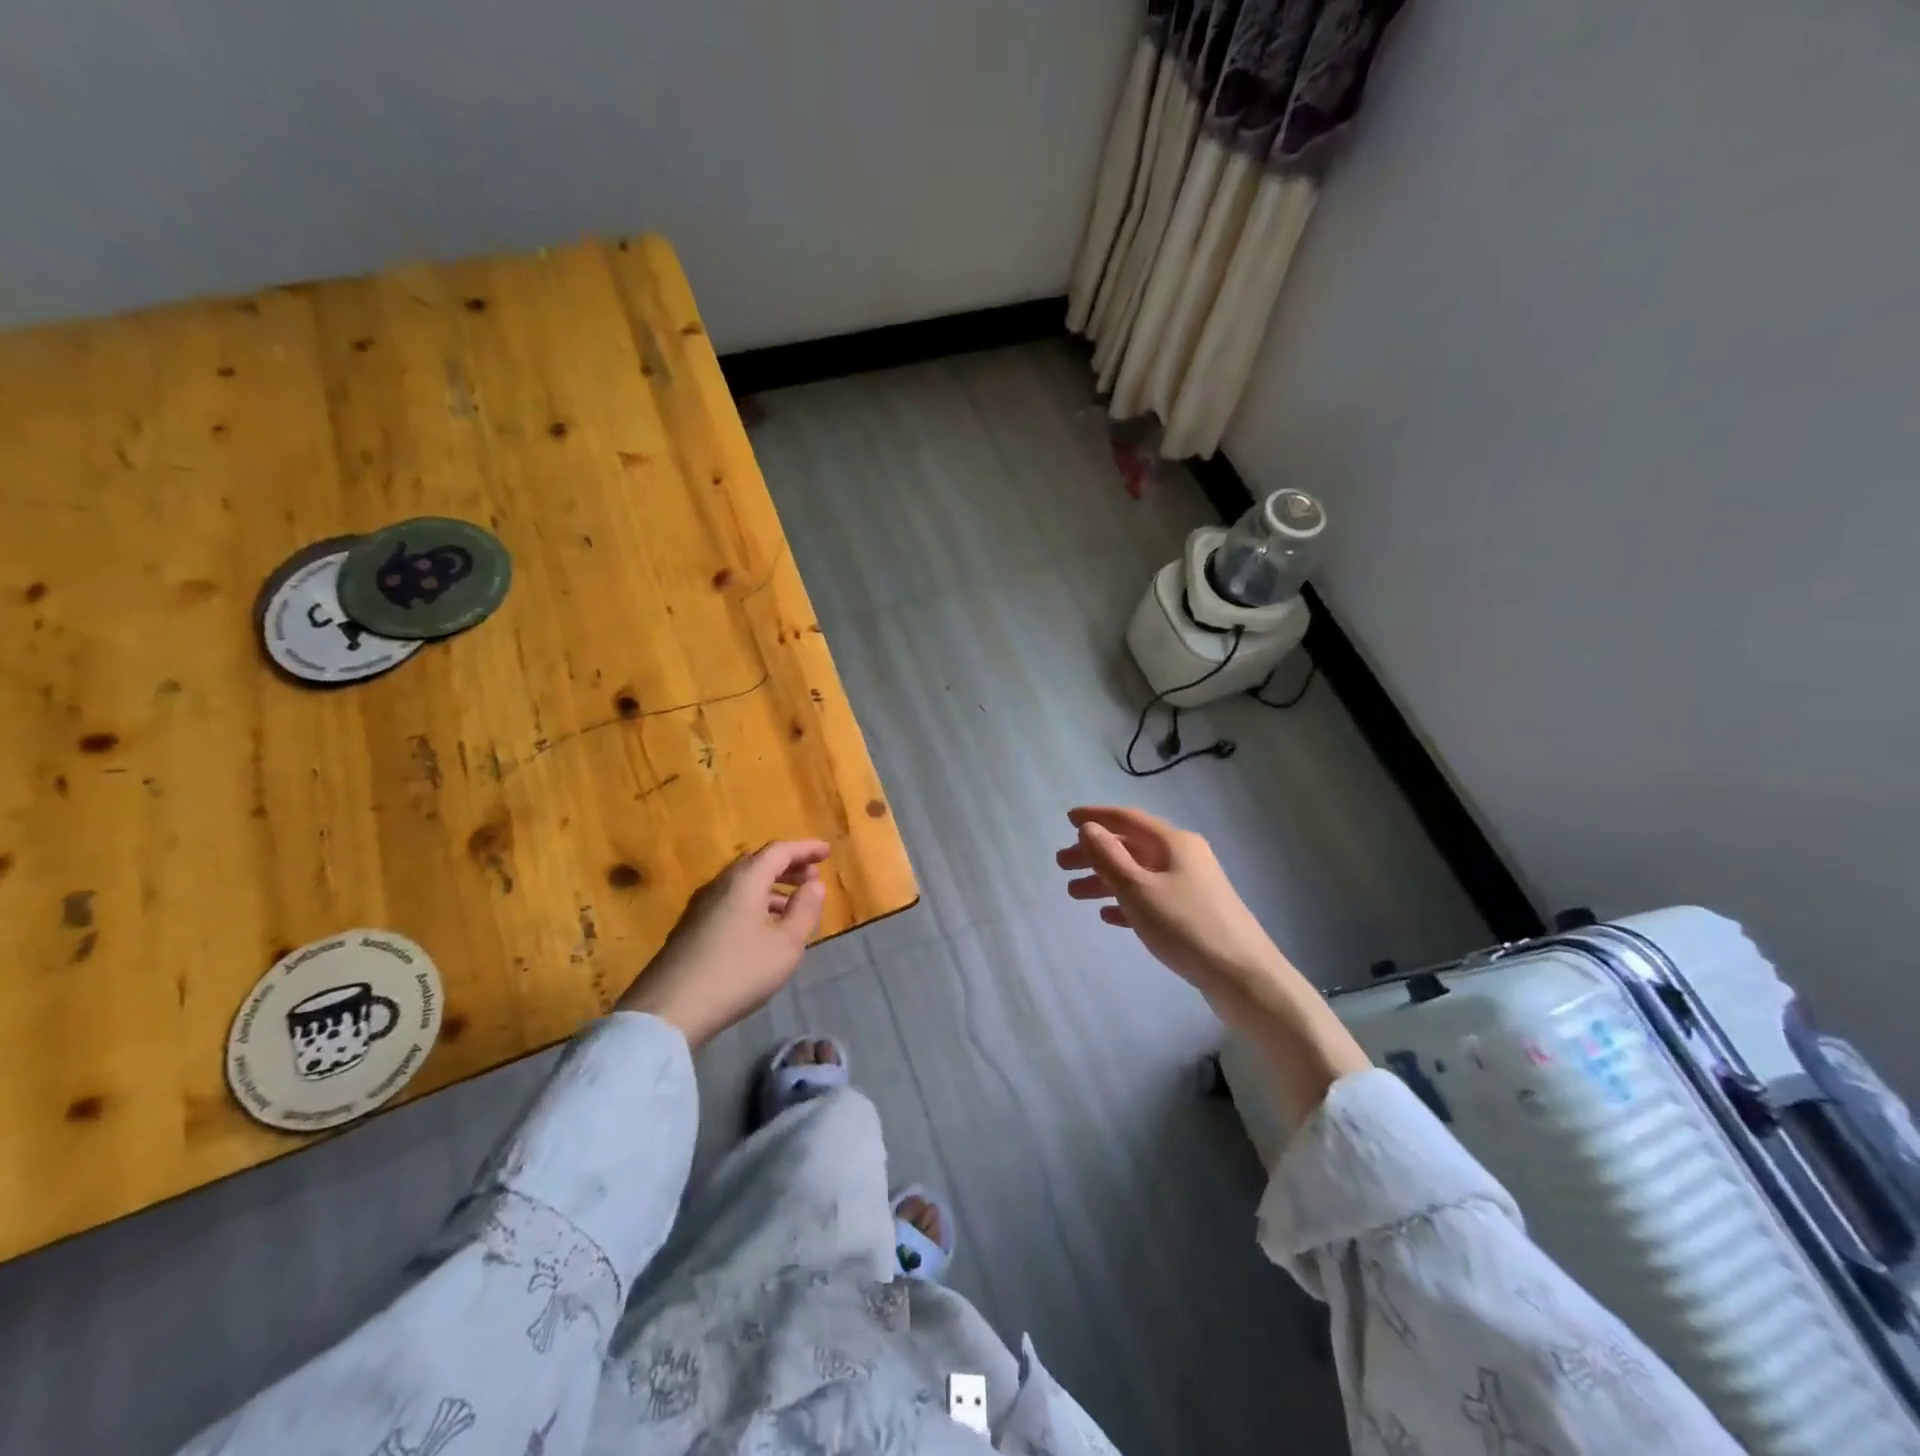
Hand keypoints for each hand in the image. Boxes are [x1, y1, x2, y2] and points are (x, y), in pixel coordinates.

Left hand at [616, 840, 829, 1048]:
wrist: (670, 1010)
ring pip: (742, 885)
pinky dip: (753, 904)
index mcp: (745, 880)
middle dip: (788, 867)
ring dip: (771, 888)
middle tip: (812, 877)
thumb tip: (814, 884)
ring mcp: (700, 907)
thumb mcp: (786, 943)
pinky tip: (762, 930)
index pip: (779, 851)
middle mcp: (720, 885)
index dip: (805, 849)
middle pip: (757, 864)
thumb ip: (805, 910)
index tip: (827, 852)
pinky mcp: (690, 930)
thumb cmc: (739, 970)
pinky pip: (730, 903)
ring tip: (793, 906)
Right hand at [1055, 806, 1290, 1028]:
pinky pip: (1152, 898)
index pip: (1127, 819)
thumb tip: (1088, 828)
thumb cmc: (1186, 926)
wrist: (1243, 976)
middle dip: (1095, 853)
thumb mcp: (1138, 889)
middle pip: (1131, 846)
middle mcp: (1184, 856)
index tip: (1067, 819)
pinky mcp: (1194, 913)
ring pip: (1139, 873)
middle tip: (1062, 864)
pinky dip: (1127, 901)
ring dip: (1106, 879)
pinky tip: (1108, 916)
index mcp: (1173, 842)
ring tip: (1074, 894)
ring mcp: (1191, 886)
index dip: (1096, 817)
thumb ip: (1108, 856)